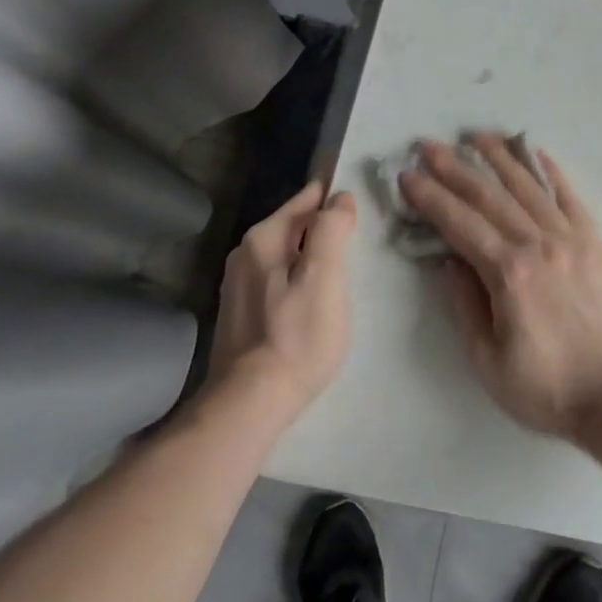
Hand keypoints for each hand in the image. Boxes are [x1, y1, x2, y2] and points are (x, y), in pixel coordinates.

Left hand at [207, 179, 357, 419]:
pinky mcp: (239, 313)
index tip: (363, 203)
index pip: (307, 198)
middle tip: (360, 237)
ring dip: (311, 255)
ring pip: (286, 253)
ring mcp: (238, 284)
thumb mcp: (325, 277)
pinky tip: (314, 298)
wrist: (249, 404)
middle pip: (295, 225)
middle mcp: (244, 253)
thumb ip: (332, 230)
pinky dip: (297, 279)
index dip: (336, 197)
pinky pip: (277, 279)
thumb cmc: (296, 336)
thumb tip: (340, 197)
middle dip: (324, 226)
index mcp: (264, 238)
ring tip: (343, 267)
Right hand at [398, 134, 601, 440]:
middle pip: (490, 196)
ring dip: (500, 158)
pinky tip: (537, 153)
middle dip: (455, 168)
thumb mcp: (489, 361)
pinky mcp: (596, 242)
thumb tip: (448, 261)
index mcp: (508, 273)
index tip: (408, 175)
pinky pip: (570, 198)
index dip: (431, 197)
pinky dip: (551, 172)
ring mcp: (571, 238)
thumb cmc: (549, 388)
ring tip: (477, 135)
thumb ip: (465, 306)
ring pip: (528, 187)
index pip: (459, 224)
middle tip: (429, 145)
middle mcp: (538, 244)